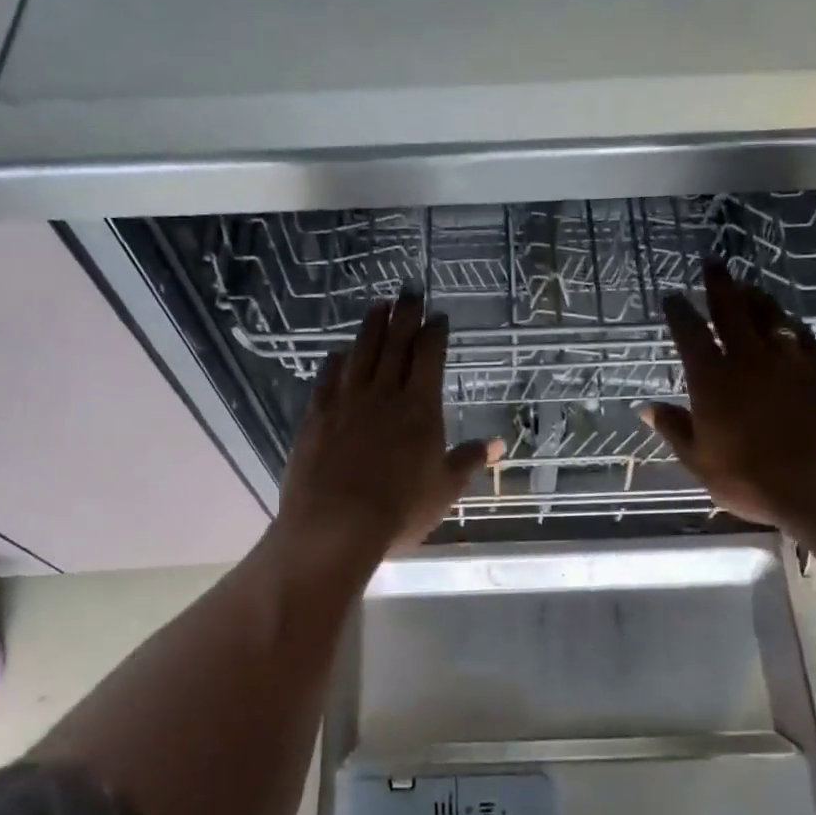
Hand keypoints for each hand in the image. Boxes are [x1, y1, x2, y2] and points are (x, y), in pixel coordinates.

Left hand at [274, 293, 498, 574]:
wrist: (336, 524)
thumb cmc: (400, 509)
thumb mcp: (445, 488)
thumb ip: (469, 460)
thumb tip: (499, 444)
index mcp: (420, 407)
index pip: (429, 357)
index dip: (435, 333)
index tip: (439, 315)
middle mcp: (384, 394)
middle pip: (396, 344)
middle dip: (405, 315)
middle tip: (410, 291)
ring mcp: (346, 401)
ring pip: (361, 353)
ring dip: (371, 327)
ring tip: (378, 305)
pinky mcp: (317, 415)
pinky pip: (328, 378)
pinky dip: (335, 361)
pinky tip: (338, 352)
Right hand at [640, 261, 815, 539]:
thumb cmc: (752, 480)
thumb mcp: (700, 462)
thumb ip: (675, 429)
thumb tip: (646, 408)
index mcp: (713, 380)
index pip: (690, 335)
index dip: (679, 312)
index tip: (671, 297)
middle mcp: (748, 360)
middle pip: (731, 310)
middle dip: (719, 284)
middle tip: (712, 263)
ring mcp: (788, 361)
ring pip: (768, 316)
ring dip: (754, 296)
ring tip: (746, 285)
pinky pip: (801, 335)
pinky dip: (788, 323)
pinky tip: (786, 322)